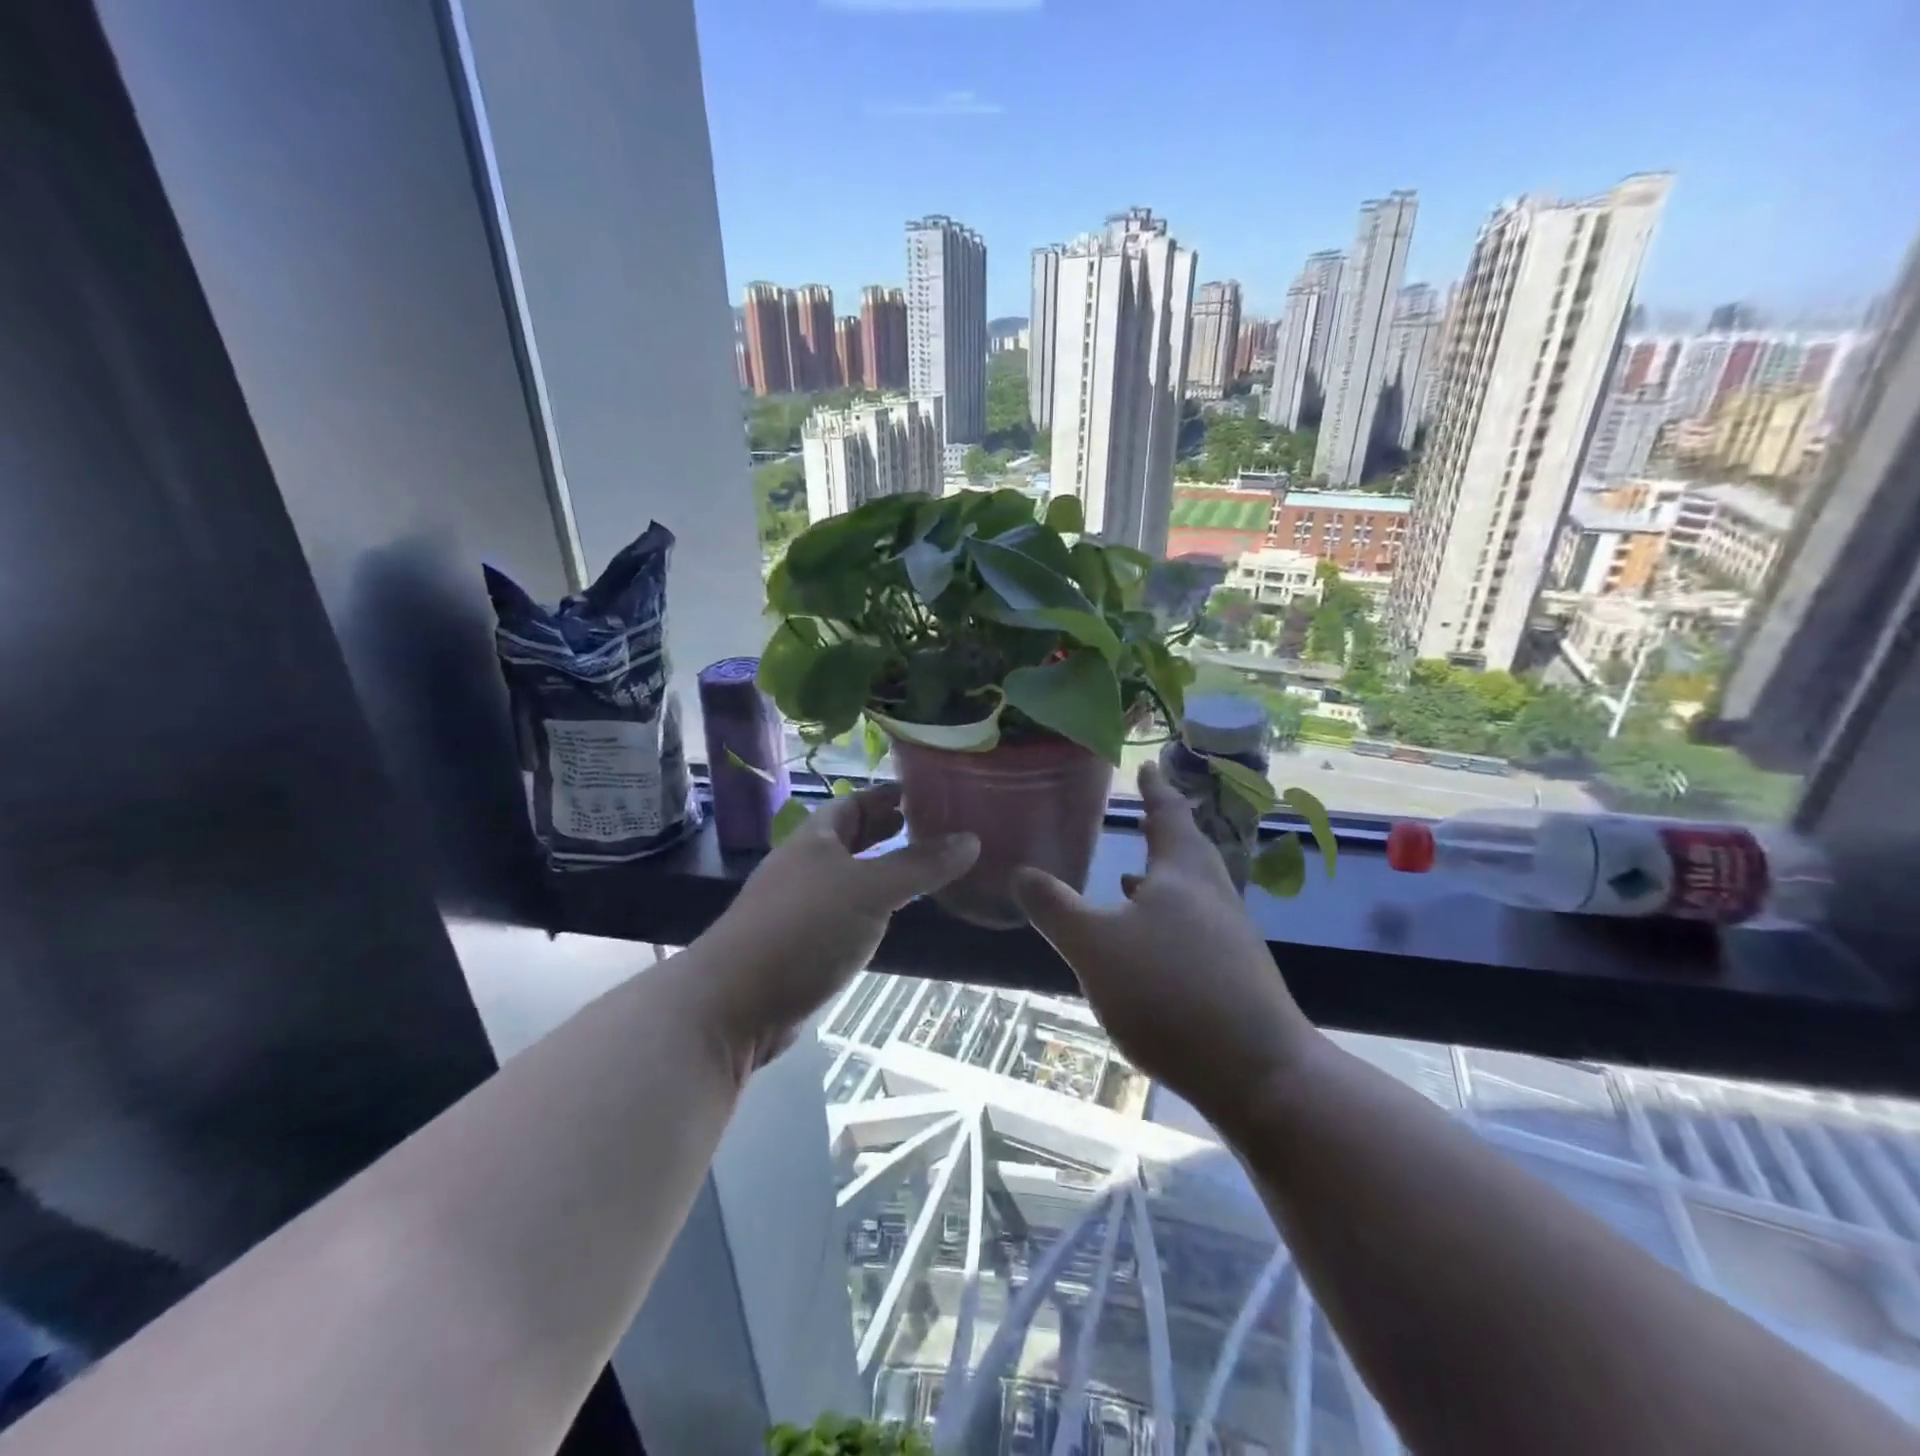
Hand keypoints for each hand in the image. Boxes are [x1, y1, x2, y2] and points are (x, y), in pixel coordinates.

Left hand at [695, 784, 977, 1072]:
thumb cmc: (802, 929)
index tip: (929, 790)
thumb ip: (919, 865)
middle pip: (853, 837)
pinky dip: (873, 906)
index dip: (889, 794)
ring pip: (851, 876)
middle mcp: (807, 865)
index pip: (856, 802)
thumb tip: (972, 838)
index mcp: (816, 838)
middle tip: (938, 826)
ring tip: (927, 867)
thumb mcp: (869, 890)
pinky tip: (895, 915)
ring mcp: (801, 905)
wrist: (733, 1003)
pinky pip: (847, 911)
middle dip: (890, 829)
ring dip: (884, 868)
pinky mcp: (803, 943)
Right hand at [1012, 760, 1315, 1131]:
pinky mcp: (1233, 974)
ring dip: (1163, 876)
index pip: (1169, 814)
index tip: (1147, 765)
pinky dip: (1167, 916)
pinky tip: (1148, 943)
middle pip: (1189, 848)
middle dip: (1164, 829)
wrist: (1258, 1073)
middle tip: (1143, 813)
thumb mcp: (1095, 947)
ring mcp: (1229, 936)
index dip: (1154, 789)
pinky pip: (1194, 925)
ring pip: (1191, 890)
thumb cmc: (1170, 993)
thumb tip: (1021, 871)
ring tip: (1130, 876)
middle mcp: (1212, 894)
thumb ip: (1056, 908)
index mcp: (1183, 873)